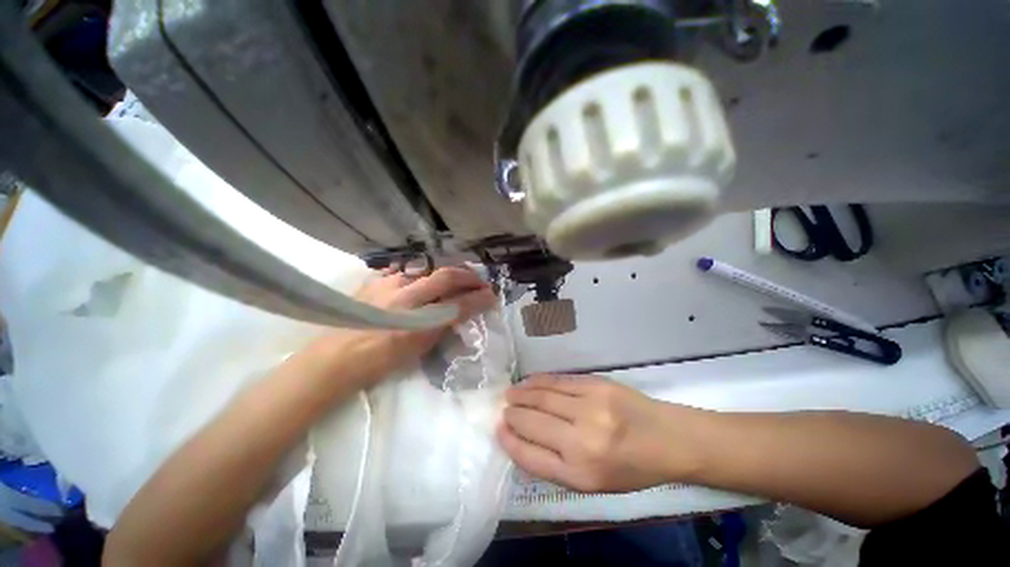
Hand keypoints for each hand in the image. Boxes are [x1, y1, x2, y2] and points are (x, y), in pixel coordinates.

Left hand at [308, 267, 496, 388]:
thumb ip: (441, 327)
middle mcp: (406, 297)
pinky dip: (421, 273)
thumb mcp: (418, 349)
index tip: (492, 296)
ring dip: (446, 272)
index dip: (479, 299)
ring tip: (456, 278)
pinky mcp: (376, 279)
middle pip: (446, 276)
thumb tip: (460, 311)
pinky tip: (423, 278)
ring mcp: (389, 284)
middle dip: (468, 277)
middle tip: (480, 281)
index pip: (458, 304)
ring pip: (427, 268)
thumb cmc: (380, 361)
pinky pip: (405, 270)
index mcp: (418, 322)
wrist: (337, 357)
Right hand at [498, 375, 702, 492]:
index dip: (509, 441)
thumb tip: (521, 440)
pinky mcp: (596, 385)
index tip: (499, 429)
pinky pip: (558, 381)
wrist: (667, 439)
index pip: (530, 456)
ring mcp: (589, 408)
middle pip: (532, 422)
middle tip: (503, 409)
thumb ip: (555, 465)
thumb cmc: (630, 468)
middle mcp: (581, 441)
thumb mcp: (593, 483)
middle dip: (512, 415)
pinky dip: (538, 381)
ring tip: (510, 394)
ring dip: (521, 394)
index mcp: (580, 474)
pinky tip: (528, 382)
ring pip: (542, 397)